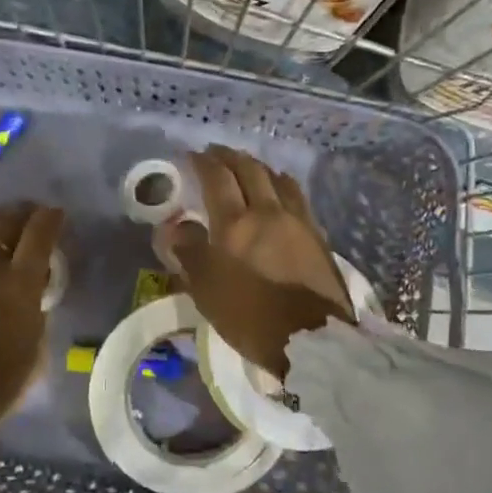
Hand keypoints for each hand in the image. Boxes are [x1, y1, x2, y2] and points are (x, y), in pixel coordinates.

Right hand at [161, 146, 352, 377]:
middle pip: (249, 170)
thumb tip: (174, 226)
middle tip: (216, 153)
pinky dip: (281, 184)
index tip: (192, 154)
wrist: (312, 339)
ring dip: (258, 166)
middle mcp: (268, 211)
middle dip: (230, 157)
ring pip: (277, 178)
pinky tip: (279, 190)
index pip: (217, 178)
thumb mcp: (207, 290)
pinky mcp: (317, 234)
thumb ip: (189, 253)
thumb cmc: (250, 318)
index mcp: (236, 223)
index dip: (203, 162)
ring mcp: (297, 220)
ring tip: (247, 167)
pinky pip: (296, 196)